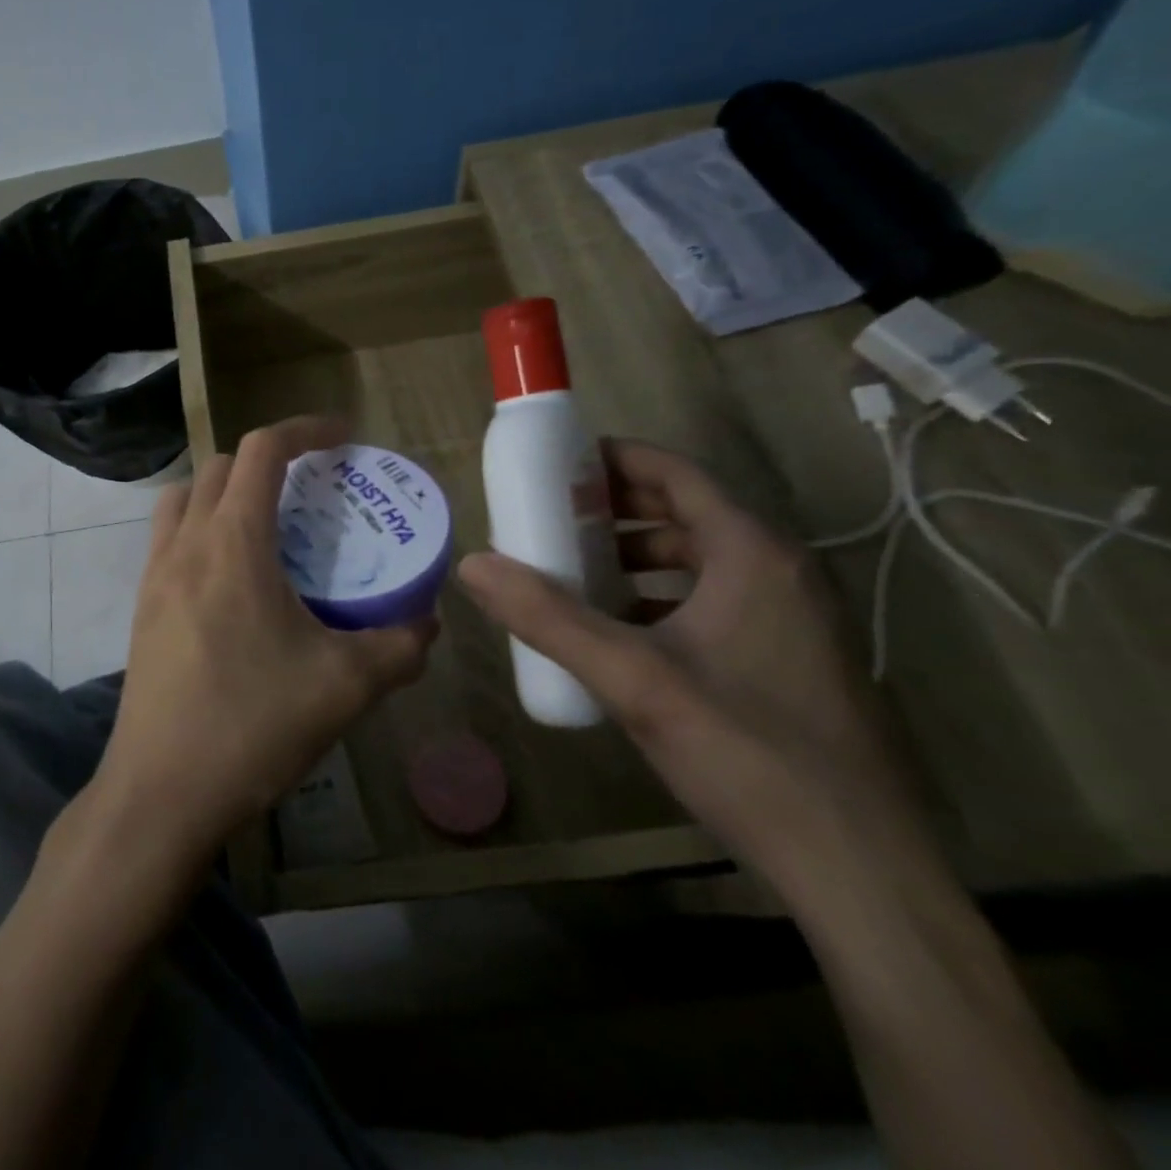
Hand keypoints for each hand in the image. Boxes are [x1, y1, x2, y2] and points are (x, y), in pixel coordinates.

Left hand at [96, 416, 437, 863]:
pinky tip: (235, 582)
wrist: (161, 792)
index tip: (342, 437)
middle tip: (310, 490)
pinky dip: (201, 530)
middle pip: (219, 466)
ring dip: (223, 491)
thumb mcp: (345, 686)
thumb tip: (427, 624)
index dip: (304, 429)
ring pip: (183, 498)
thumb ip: (398, 646)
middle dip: (266, 460)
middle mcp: (185, 543)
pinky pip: (168, 539)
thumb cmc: (252, 725)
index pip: (261, 449)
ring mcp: (153, 574)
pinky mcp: (141, 607)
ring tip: (267, 527)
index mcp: (232, 541)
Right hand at [458, 439, 932, 908]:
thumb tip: (471, 565)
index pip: (678, 474)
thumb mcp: (632, 679)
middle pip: (689, 512)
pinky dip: (663, 596)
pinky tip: (621, 631)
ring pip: (703, 560)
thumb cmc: (746, 753)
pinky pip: (717, 600)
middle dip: (617, 508)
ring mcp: (795, 619)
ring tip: (576, 569)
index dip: (615, 459)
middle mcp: (782, 573)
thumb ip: (547, 617)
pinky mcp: (794, 660)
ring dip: (638, 554)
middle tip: (551, 515)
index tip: (556, 462)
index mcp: (753, 556)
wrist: (859, 871)